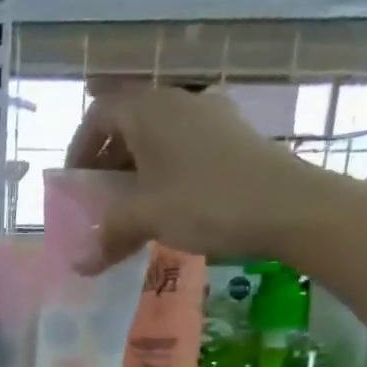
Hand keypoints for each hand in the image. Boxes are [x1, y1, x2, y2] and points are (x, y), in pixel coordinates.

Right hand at [65, 85, 359, 270]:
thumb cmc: (206, 201)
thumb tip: (79, 265)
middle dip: (107, 158)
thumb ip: (107, 236)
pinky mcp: (233, 135)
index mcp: (149, 109)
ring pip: (158, 134)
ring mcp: (210, 115)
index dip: (80, 147)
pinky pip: (184, 143)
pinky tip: (170, 201)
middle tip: (99, 196)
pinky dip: (166, 167)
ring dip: (137, 165)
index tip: (75, 183)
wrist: (290, 205)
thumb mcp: (147, 219)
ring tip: (132, 203)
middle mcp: (177, 101)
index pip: (99, 114)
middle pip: (128, 121)